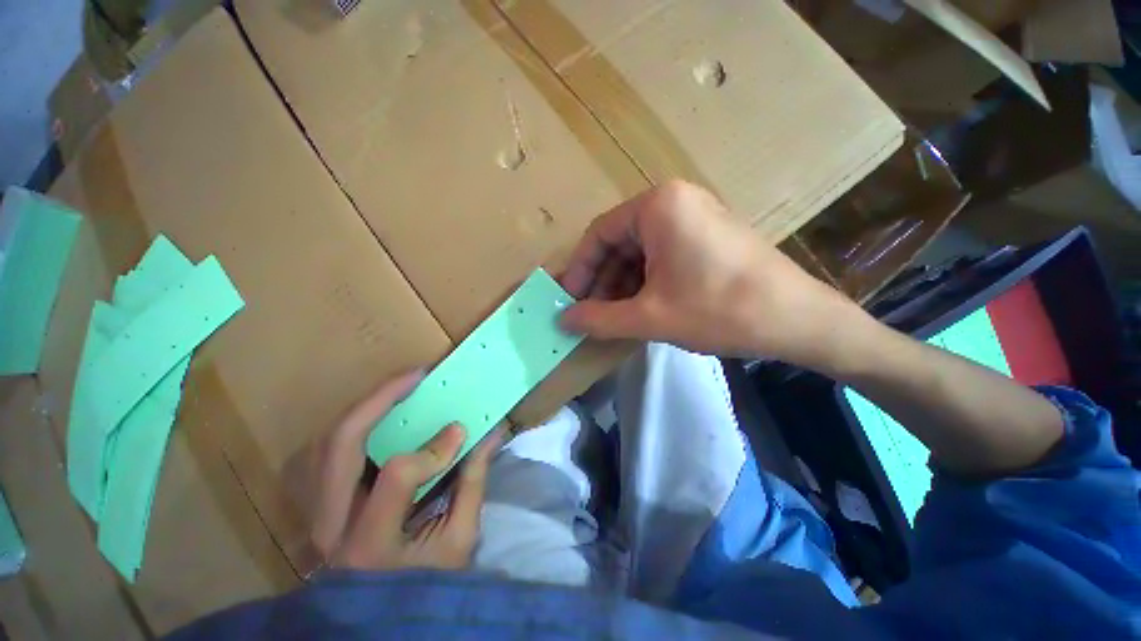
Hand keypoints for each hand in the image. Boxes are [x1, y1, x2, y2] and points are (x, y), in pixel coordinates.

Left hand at [310, 371, 503, 570]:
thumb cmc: (425, 586)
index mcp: (371, 541)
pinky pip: (323, 454)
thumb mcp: (459, 540)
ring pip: (324, 443)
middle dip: (379, 400)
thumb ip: (473, 483)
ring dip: (363, 409)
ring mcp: (315, 515)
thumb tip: (490, 434)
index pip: (396, 475)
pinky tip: (375, 417)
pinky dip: (351, 428)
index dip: (434, 448)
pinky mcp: (315, 508)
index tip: (461, 430)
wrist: (377, 619)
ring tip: (397, 390)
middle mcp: (330, 524)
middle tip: (415, 376)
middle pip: (339, 444)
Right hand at [560, 180, 861, 364]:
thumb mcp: (649, 317)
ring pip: (641, 252)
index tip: (569, 299)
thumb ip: (598, 319)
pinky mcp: (708, 238)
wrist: (797, 320)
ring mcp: (695, 218)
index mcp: (658, 206)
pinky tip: (640, 308)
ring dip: (622, 285)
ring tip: (613, 317)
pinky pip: (662, 257)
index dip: (579, 269)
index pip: (599, 234)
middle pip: (620, 242)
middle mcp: (675, 202)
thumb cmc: (718, 310)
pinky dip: (645, 283)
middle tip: (590, 313)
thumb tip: (562, 320)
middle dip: (602, 281)